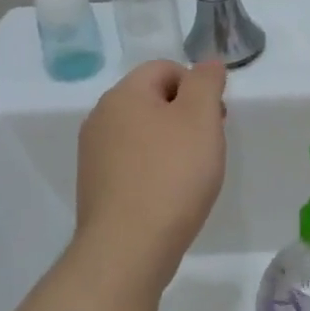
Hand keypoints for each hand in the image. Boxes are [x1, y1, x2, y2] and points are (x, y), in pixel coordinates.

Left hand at [74, 60, 226, 278]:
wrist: (129, 247)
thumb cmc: (172, 175)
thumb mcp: (200, 117)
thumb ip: (206, 82)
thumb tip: (207, 63)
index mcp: (123, 95)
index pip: (165, 68)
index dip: (197, 87)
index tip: (215, 118)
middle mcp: (101, 118)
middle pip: (153, 100)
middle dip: (186, 115)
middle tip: (208, 145)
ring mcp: (94, 154)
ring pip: (143, 132)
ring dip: (171, 143)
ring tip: (192, 174)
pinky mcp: (96, 186)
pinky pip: (132, 162)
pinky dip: (154, 169)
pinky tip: (169, 193)